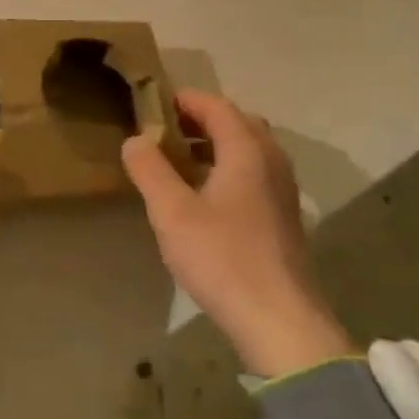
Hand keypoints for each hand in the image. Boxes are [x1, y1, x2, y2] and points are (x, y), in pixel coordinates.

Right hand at [121, 89, 353, 376]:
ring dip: (215, 145)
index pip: (217, 107)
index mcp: (247, 152)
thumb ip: (150, 170)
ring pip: (249, 150)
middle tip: (165, 130)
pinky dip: (228, 168)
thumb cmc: (222, 258)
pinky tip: (204, 196)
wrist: (278, 319)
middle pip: (238, 123)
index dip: (185, 100)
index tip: (153, 103)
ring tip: (179, 160)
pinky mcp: (283, 217)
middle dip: (201, 119)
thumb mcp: (172, 212)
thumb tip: (136, 139)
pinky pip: (254, 174)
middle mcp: (272, 162)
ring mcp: (282, 191)